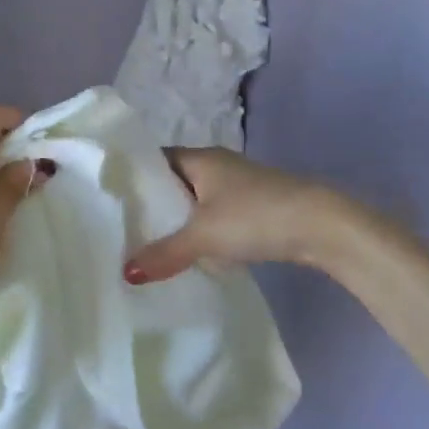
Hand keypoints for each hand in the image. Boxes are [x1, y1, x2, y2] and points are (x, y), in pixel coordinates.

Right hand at [123, 147, 346, 283]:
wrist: (320, 225)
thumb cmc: (255, 216)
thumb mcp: (204, 236)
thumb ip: (164, 252)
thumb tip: (126, 271)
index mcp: (199, 158)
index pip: (154, 159)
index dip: (132, 176)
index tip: (108, 198)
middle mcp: (216, 165)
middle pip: (173, 181)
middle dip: (152, 203)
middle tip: (121, 228)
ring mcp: (237, 186)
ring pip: (195, 200)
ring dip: (178, 220)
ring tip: (147, 244)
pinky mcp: (253, 208)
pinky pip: (214, 215)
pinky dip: (200, 231)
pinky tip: (189, 253)